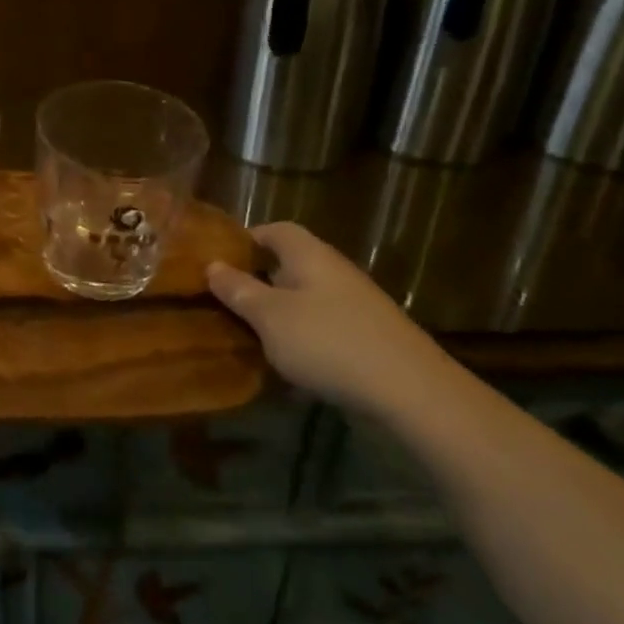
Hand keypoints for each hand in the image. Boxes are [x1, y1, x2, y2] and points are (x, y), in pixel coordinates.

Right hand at [207, 222, 450, 414]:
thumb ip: (239, 289)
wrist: (411, 392)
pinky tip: (287, 367)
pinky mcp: (367, 339)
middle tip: (225, 301)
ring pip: (305, 299)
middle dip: (258, 280)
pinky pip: (322, 329)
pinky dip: (301, 340)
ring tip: (248, 336)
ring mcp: (354, 306)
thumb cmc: (328, 342)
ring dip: (278, 314)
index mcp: (309, 255)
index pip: (275, 230)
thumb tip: (212, 265)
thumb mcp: (269, 316)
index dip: (246, 239)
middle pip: (289, 265)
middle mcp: (334, 272)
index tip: (218, 260)